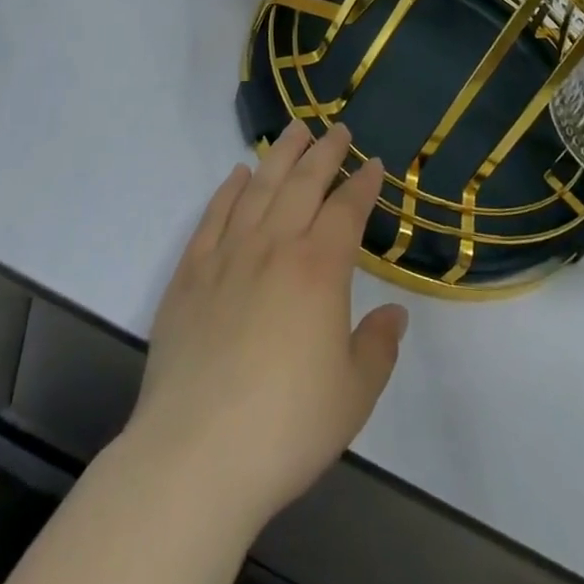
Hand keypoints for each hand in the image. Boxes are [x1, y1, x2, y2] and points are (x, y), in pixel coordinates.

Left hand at [122, 122, 406, 535]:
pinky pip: (213, 216)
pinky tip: (238, 174)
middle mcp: (274, 247)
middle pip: (303, 183)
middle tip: (337, 130)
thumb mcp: (353, 396)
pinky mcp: (190, 273)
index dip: (363, 183)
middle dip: (324, 152)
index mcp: (318, 270)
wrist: (195, 454)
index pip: (346, 210)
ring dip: (280, 155)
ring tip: (293, 130)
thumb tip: (393, 313)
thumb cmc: (286, 427)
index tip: (373, 163)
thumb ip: (378, 347)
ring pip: (259, 188)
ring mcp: (227, 255)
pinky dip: (228, 189)